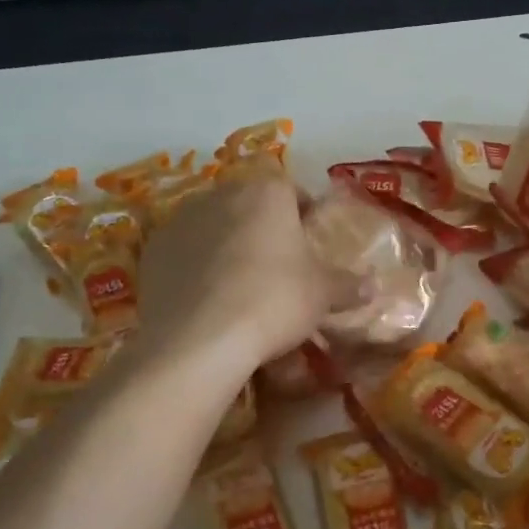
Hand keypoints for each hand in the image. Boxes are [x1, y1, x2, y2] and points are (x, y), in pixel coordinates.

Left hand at [135, 175, 350, 375]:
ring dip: (228, 242)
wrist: (199, 339)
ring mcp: (181, 219)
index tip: (310, 238)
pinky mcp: (153, 249)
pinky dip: (196, 264)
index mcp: (267, 192)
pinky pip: (184, 250)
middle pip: (250, 203)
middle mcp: (222, 194)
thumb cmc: (274, 301)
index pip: (292, 189)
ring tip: (239, 282)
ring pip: (214, 224)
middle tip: (278, 262)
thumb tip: (374, 285)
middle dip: (264, 226)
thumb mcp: (322, 295)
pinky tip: (206, 297)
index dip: (304, 213)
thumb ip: (349, 285)